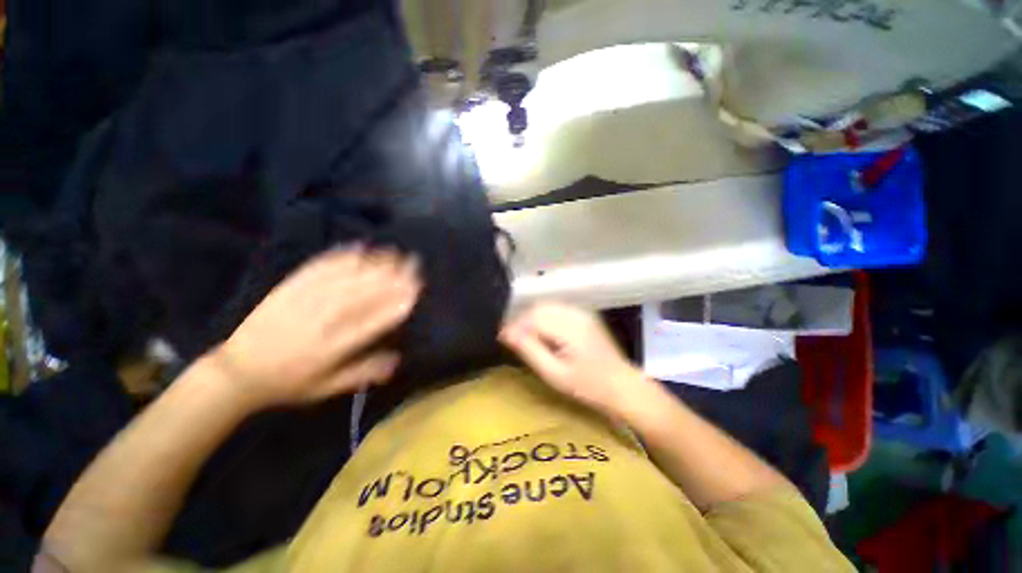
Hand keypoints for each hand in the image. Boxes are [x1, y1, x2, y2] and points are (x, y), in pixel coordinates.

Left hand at [211, 246, 420, 409]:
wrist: (235, 372)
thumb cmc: (288, 383)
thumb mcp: (326, 389)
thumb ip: (362, 373)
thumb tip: (398, 360)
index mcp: (332, 348)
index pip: (373, 321)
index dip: (397, 304)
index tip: (416, 290)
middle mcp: (321, 321)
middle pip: (363, 294)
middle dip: (393, 277)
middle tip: (414, 264)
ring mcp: (302, 302)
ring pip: (344, 278)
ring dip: (373, 263)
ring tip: (394, 253)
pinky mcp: (288, 289)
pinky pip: (317, 269)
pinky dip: (339, 257)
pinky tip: (357, 248)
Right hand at [500, 303, 653, 418]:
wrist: (621, 385)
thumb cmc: (588, 386)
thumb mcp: (554, 374)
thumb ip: (530, 350)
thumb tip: (506, 333)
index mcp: (568, 328)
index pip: (532, 318)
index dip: (514, 326)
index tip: (502, 338)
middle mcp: (574, 314)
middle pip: (538, 308)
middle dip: (522, 321)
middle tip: (513, 340)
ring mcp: (581, 312)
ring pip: (546, 306)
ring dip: (532, 318)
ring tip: (526, 337)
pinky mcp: (584, 315)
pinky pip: (557, 309)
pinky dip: (544, 317)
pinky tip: (543, 333)